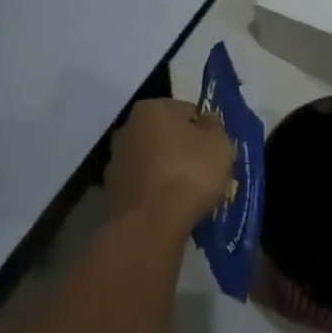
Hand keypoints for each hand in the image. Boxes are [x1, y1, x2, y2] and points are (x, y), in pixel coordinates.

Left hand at [107, 99, 234, 228]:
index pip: (188, 111)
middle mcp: (128, 127)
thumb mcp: (219, 143)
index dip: (205, 131)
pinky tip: (170, 207)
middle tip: (204, 172)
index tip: (215, 152)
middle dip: (184, 150)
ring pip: (154, 160)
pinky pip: (144, 185)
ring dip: (169, 171)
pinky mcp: (112, 190)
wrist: (150, 224)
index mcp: (152, 108)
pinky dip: (156, 191)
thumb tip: (205, 121)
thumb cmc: (190, 173)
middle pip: (167, 135)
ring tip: (189, 194)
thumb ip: (213, 126)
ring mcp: (116, 160)